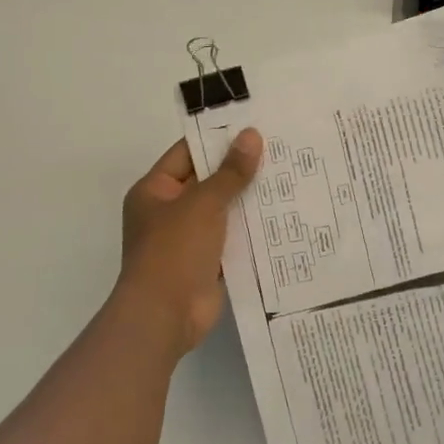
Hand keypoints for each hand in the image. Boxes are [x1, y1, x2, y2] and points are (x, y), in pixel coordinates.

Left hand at [116, 130, 262, 355]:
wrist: (165, 315)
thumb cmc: (175, 250)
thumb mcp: (204, 203)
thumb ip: (230, 172)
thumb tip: (252, 136)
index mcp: (155, 190)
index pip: (188, 153)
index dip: (218, 140)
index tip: (254, 128)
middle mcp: (168, 212)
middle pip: (208, 182)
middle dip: (240, 170)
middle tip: (280, 151)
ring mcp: (187, 239)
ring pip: (223, 211)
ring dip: (249, 201)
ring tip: (289, 179)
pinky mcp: (206, 263)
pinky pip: (232, 239)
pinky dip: (252, 231)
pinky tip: (283, 218)